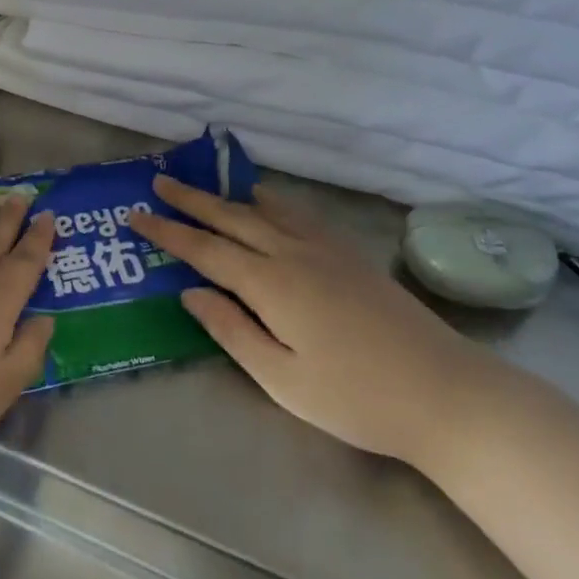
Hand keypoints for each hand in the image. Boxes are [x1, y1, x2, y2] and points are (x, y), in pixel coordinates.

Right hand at [129, 177, 506, 472]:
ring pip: (263, 209)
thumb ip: (232, 330)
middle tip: (159, 181)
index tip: (136, 214)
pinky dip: (269, 200)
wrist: (442, 390)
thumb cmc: (355, 397)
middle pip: (230, 217)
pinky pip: (295, 212)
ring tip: (203, 185)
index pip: (205, 250)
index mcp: (270, 284)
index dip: (168, 232)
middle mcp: (291, 252)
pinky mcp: (347, 252)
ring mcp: (323, 247)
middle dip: (190, 200)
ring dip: (227, 195)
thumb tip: (191, 291)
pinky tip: (265, 201)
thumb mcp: (282, 380)